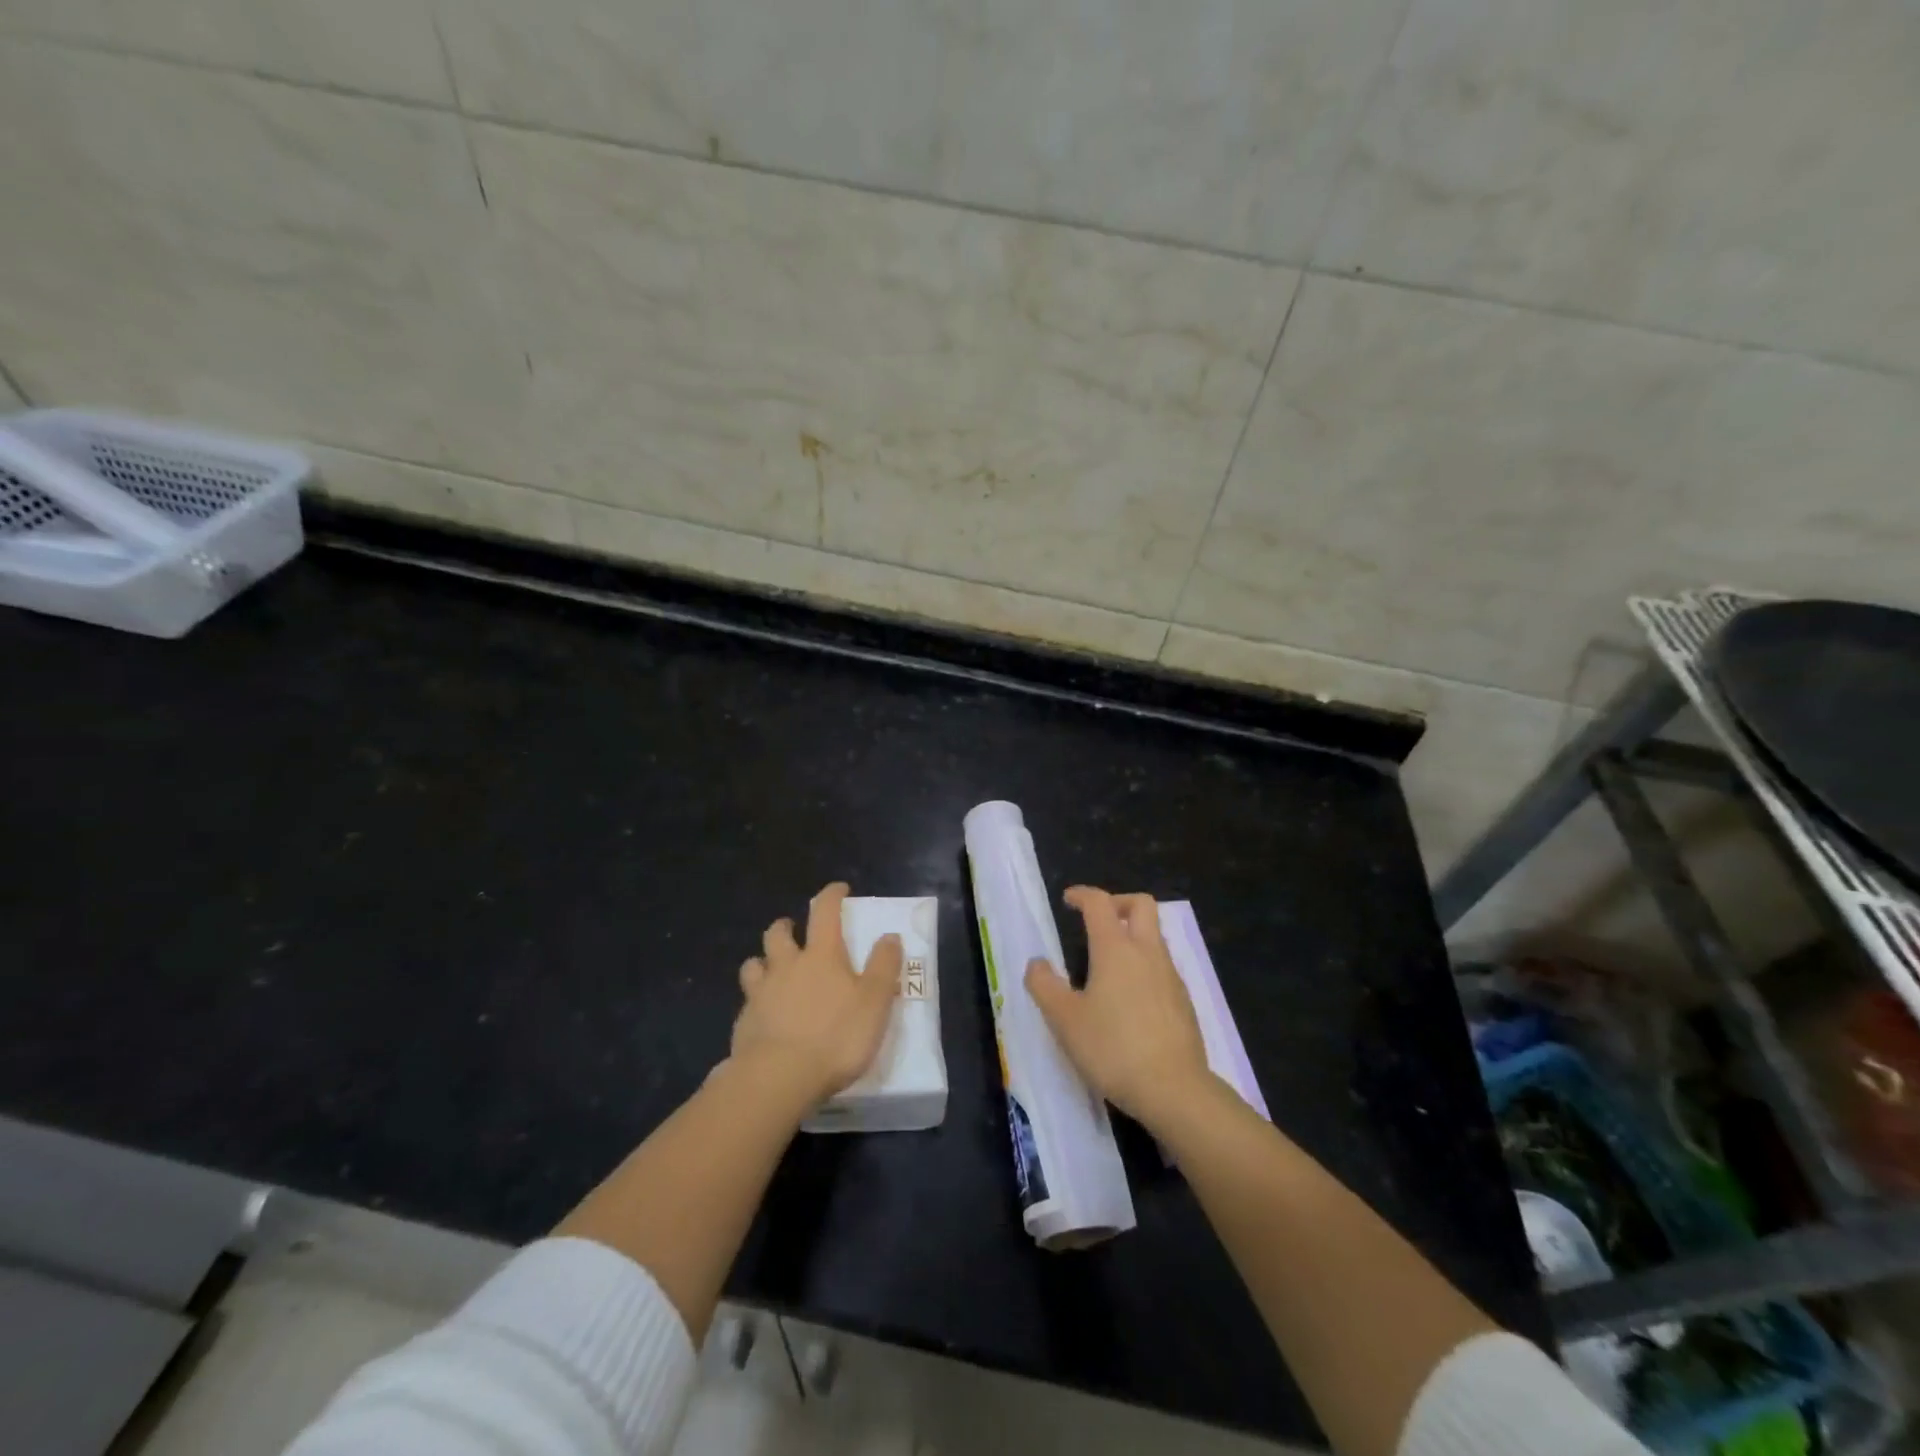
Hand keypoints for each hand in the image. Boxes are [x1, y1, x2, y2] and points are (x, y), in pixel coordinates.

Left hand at [730, 882, 902, 1106]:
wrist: (779, 1078)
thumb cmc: (836, 1036)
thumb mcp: (875, 1002)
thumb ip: (884, 966)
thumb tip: (890, 936)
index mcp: (821, 955)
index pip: (824, 911)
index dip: (832, 895)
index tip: (839, 890)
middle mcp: (787, 965)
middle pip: (778, 933)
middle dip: (786, 926)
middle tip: (794, 931)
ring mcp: (760, 993)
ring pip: (754, 964)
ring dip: (763, 961)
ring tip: (772, 971)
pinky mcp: (744, 1022)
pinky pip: (747, 1000)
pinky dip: (756, 1000)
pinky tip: (764, 1015)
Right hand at [1025, 886, 1211, 1128]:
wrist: (1175, 1089)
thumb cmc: (1113, 1048)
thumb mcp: (1065, 1020)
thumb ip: (1044, 986)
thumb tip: (1037, 963)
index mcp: (1116, 949)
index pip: (1100, 903)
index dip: (1082, 895)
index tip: (1068, 899)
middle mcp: (1147, 953)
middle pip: (1141, 905)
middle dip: (1118, 902)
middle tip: (1096, 920)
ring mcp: (1171, 976)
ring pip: (1155, 937)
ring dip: (1132, 935)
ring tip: (1107, 964)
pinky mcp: (1184, 1002)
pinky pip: (1163, 967)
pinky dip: (1144, 965)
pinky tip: (1129, 998)